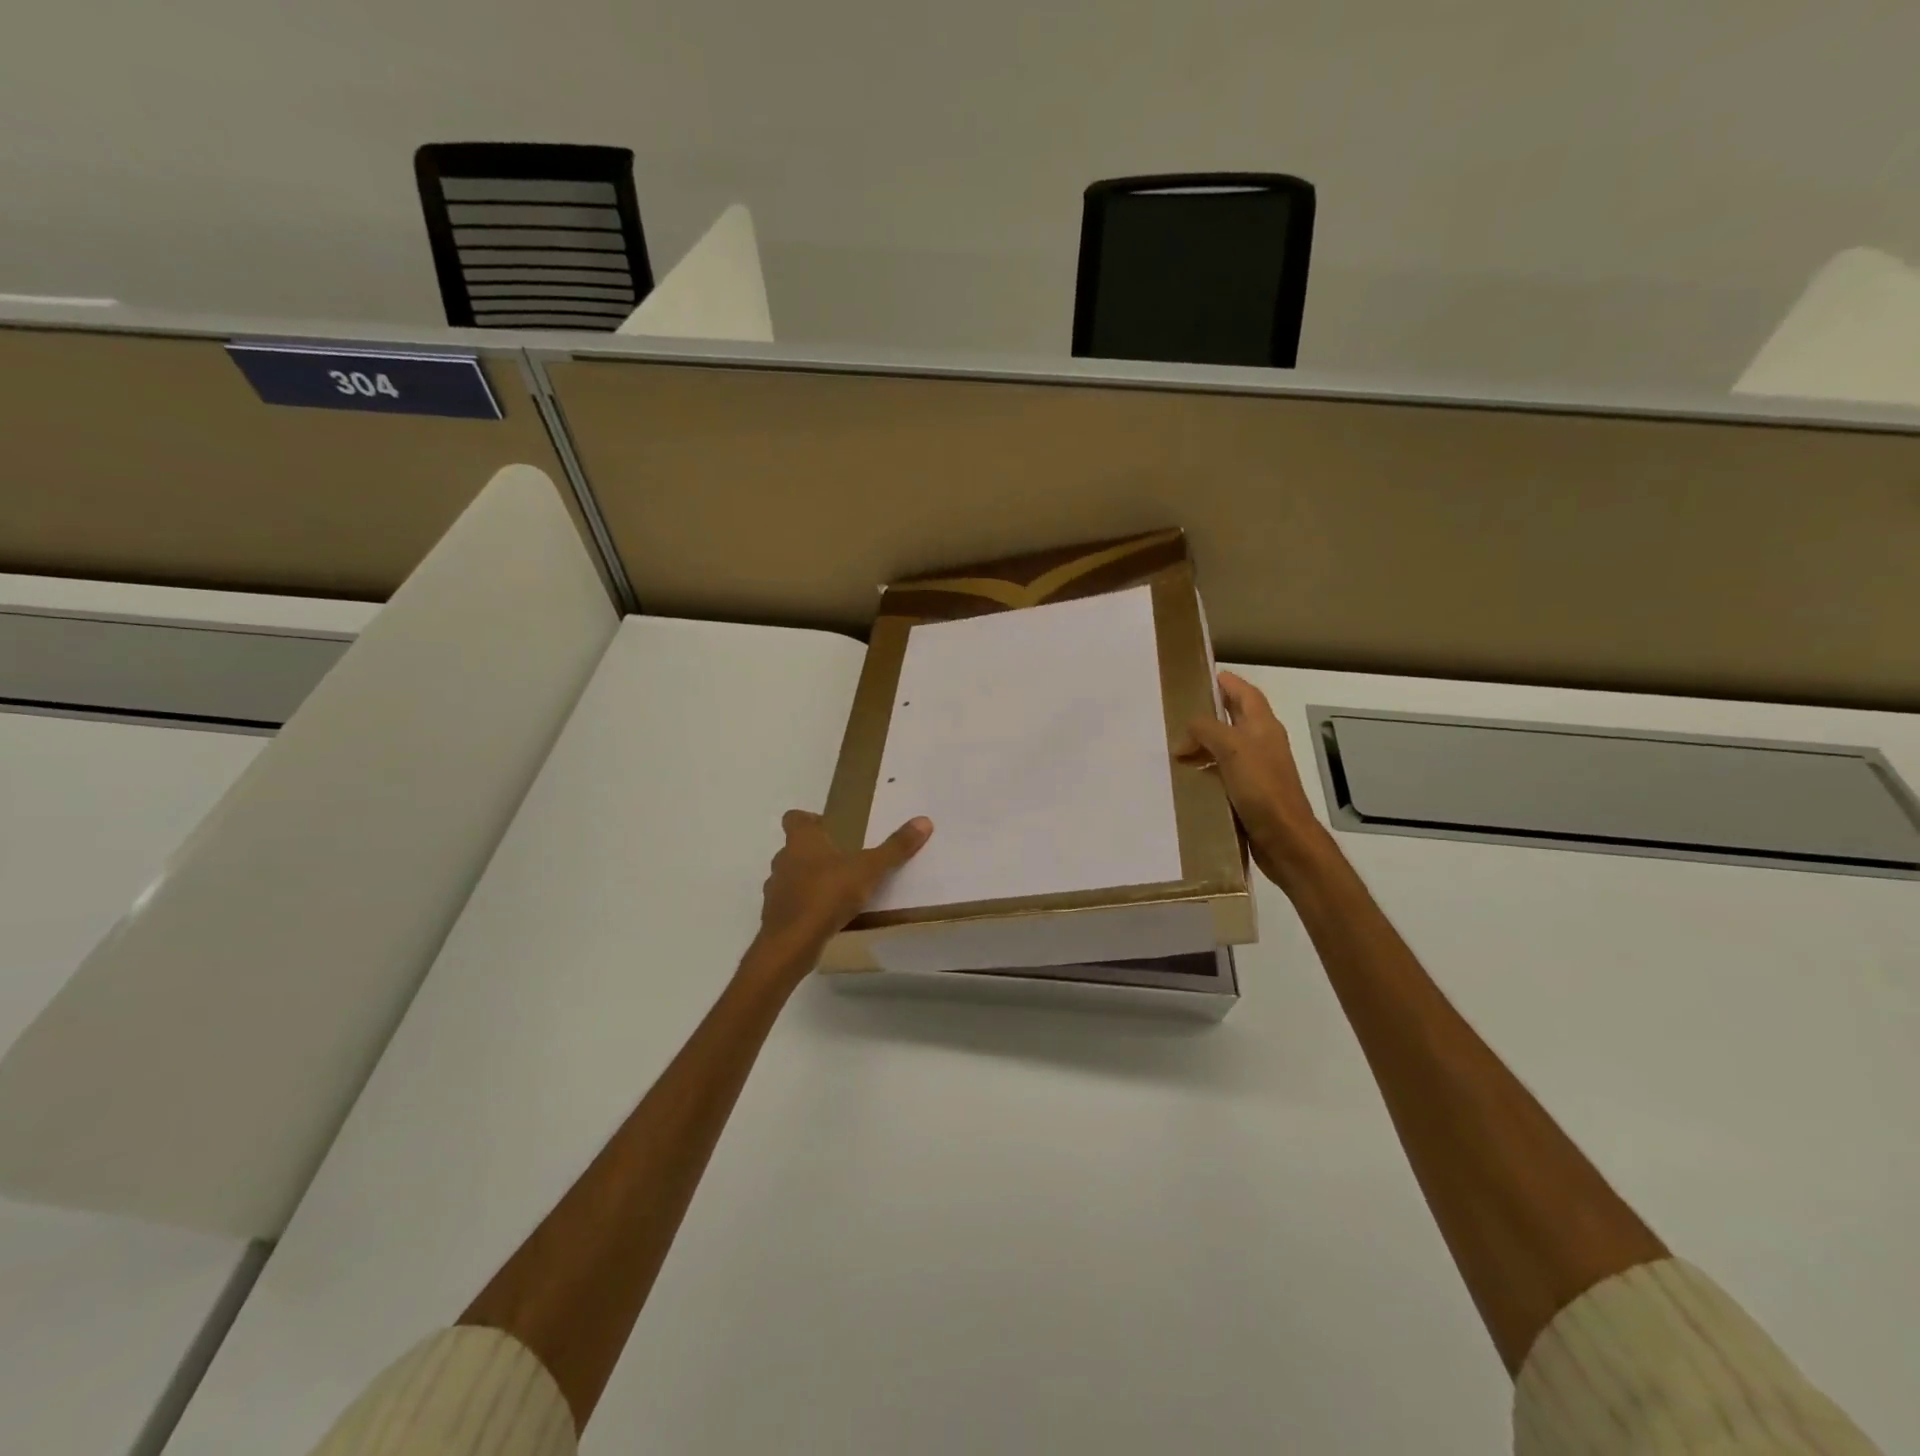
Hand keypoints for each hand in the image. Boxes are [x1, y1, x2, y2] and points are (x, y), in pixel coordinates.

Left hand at [755, 810, 932, 958]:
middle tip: (843, 859)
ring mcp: (775, 890)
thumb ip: (895, 848)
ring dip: (809, 880)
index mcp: (802, 841)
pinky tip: (825, 916)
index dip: (808, 820)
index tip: (827, 827)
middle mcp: (783, 860)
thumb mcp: (869, 869)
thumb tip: (924, 821)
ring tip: (837, 890)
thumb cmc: (827, 894)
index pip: (794, 818)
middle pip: (794, 848)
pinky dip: (805, 906)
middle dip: (815, 852)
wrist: (792, 942)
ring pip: (791, 877)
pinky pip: (792, 904)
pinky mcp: (776, 916)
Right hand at [1178, 671, 1331, 889]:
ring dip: (1204, 744)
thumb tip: (1184, 735)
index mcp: (1264, 727)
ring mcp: (1257, 770)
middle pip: (1235, 719)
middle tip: (1179, 712)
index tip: (1205, 677)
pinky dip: (1205, 770)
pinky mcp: (1249, 794)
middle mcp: (1262, 744)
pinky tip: (1188, 777)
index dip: (1229, 683)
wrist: (1284, 839)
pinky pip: (1223, 773)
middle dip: (1210, 713)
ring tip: (1176, 747)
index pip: (1246, 694)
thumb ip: (1207, 730)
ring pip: (1226, 747)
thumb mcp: (1232, 749)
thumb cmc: (1263, 788)